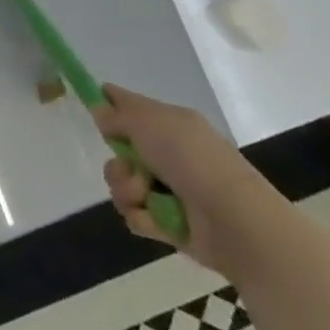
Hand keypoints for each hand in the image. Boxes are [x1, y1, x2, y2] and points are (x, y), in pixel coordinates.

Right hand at [94, 83, 289, 277]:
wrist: (234, 220)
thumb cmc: (191, 159)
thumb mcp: (148, 121)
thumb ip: (118, 114)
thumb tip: (100, 110)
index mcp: (170, 123)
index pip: (131, 106)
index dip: (109, 106)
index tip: (94, 111)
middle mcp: (169, 153)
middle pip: (120, 151)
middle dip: (118, 163)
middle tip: (130, 169)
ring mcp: (170, 190)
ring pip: (124, 184)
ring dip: (127, 190)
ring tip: (145, 196)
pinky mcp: (170, 223)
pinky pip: (137, 215)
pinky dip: (142, 216)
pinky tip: (154, 218)